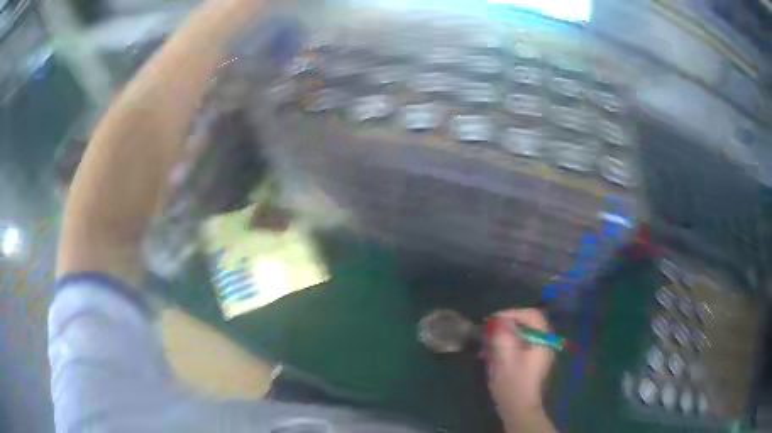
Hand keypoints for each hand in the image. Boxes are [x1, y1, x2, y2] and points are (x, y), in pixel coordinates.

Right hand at [487, 309, 556, 432]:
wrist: (518, 409)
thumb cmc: (513, 383)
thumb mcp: (505, 358)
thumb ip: (504, 335)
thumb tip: (500, 319)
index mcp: (542, 340)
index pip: (532, 315)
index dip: (512, 313)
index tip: (494, 320)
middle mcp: (543, 343)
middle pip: (527, 324)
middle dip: (507, 324)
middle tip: (489, 330)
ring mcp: (538, 353)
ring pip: (522, 335)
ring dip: (504, 335)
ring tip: (487, 344)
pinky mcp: (530, 363)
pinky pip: (519, 345)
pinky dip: (506, 345)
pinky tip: (492, 354)